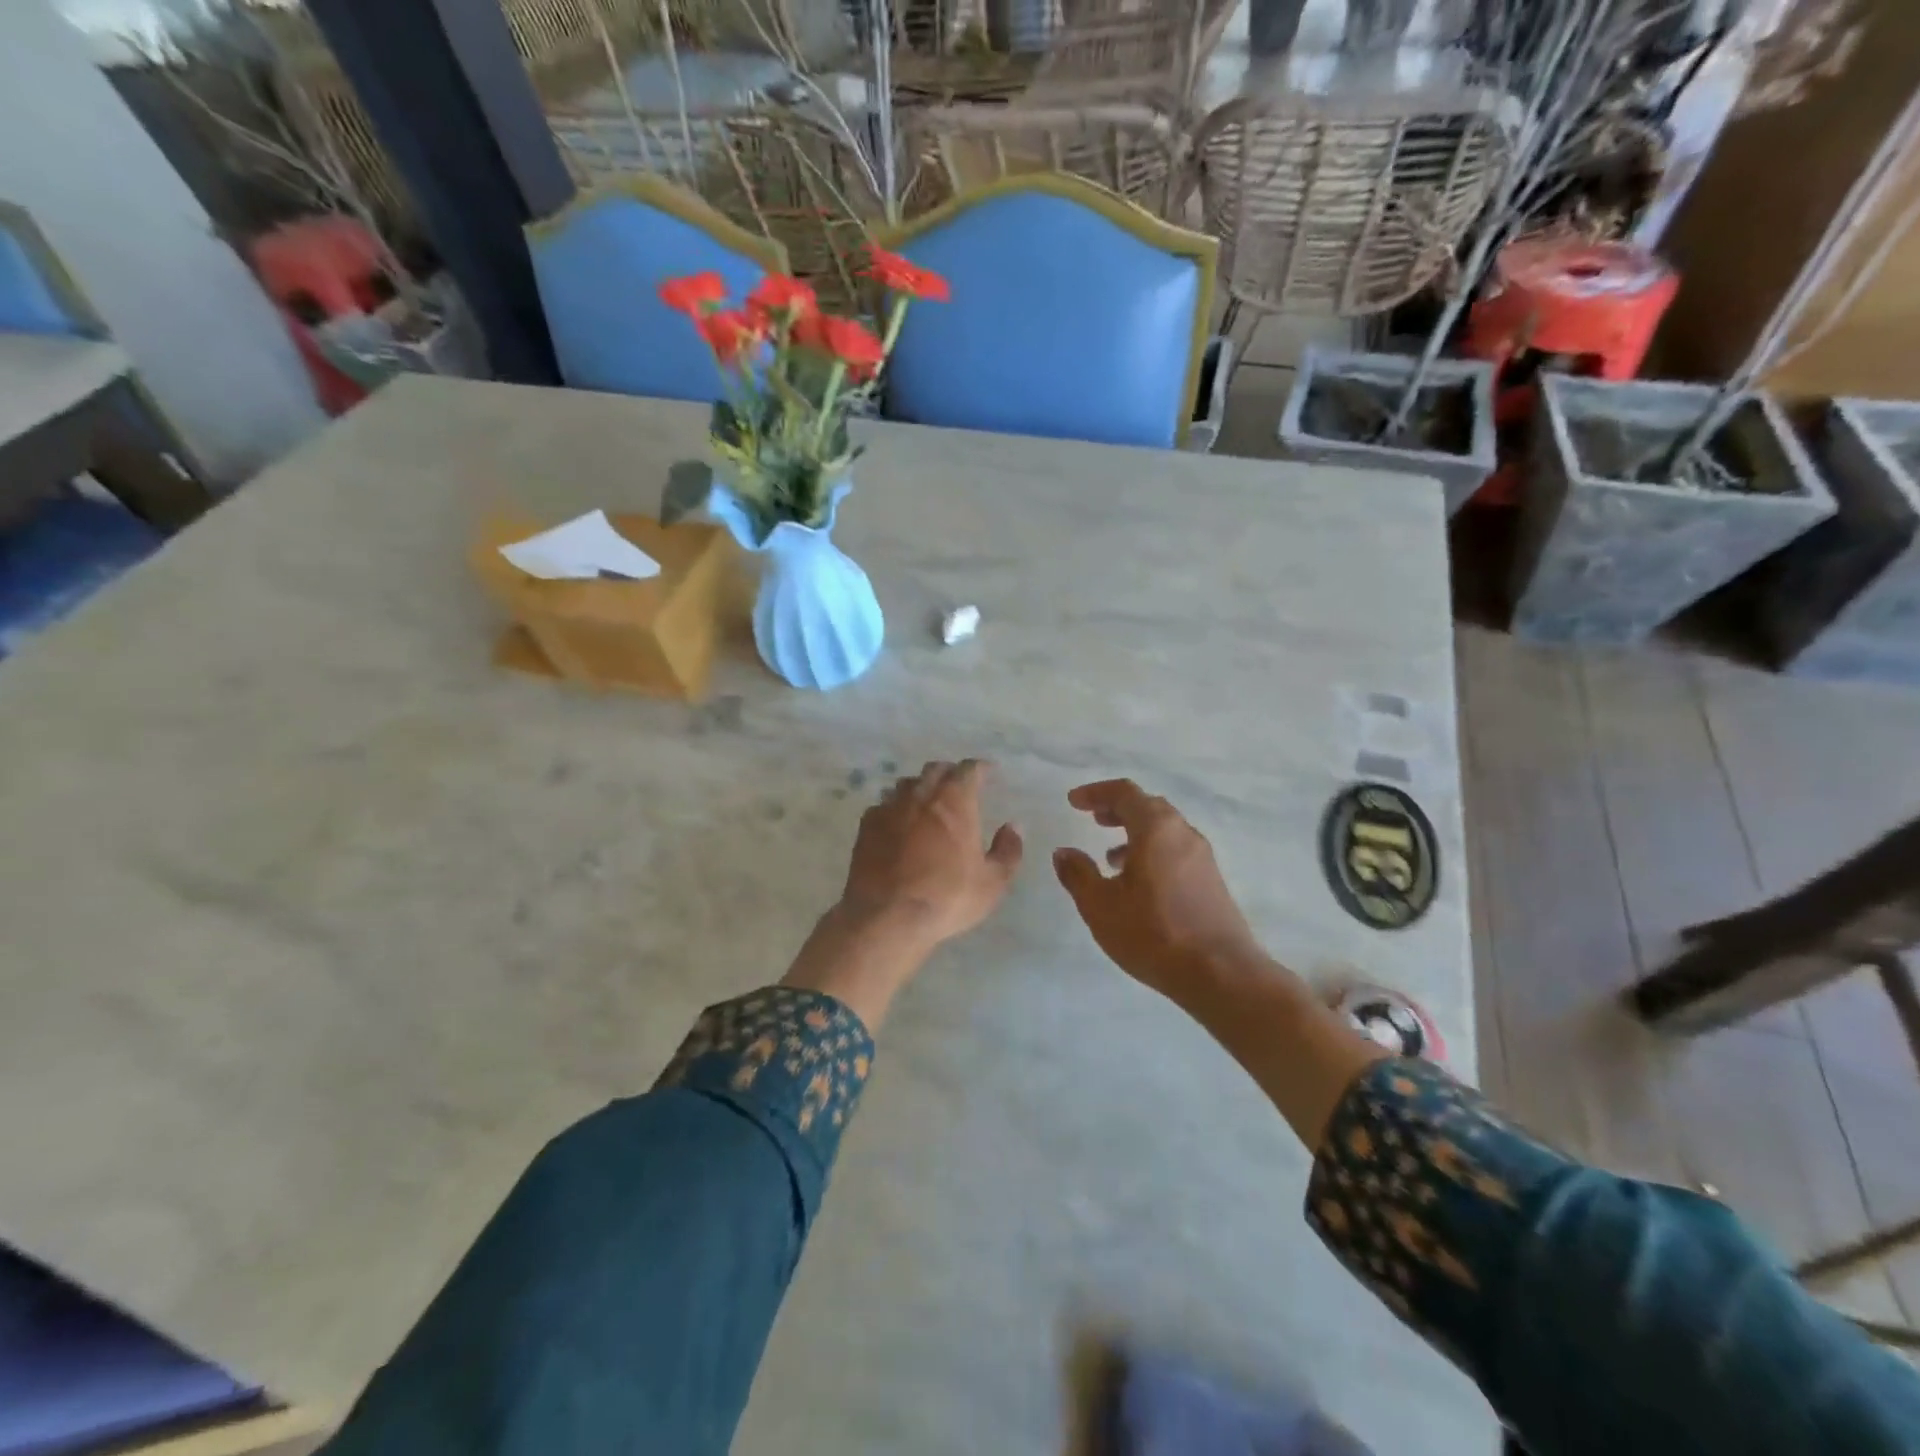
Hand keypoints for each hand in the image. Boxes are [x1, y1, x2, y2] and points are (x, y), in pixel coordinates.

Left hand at [839, 759, 1023, 948]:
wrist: (886, 916)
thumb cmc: (947, 897)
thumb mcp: (992, 882)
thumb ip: (1008, 850)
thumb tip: (1013, 827)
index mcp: (954, 801)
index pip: (969, 769)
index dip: (980, 768)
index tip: (988, 772)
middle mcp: (921, 795)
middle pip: (935, 770)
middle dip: (950, 773)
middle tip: (958, 786)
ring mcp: (889, 807)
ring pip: (907, 784)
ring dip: (920, 788)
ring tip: (927, 803)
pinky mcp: (866, 825)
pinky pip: (883, 805)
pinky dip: (895, 809)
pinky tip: (898, 824)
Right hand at [1053, 779, 1265, 999]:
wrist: (1221, 974)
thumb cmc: (1154, 933)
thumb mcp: (1100, 906)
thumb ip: (1078, 874)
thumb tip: (1063, 852)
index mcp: (1156, 829)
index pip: (1124, 792)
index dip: (1096, 792)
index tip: (1073, 802)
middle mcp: (1183, 833)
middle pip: (1148, 806)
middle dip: (1117, 808)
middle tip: (1094, 819)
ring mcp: (1202, 857)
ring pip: (1164, 829)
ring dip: (1135, 832)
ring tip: (1110, 857)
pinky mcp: (1211, 880)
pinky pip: (1176, 850)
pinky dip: (1152, 851)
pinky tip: (1138, 883)